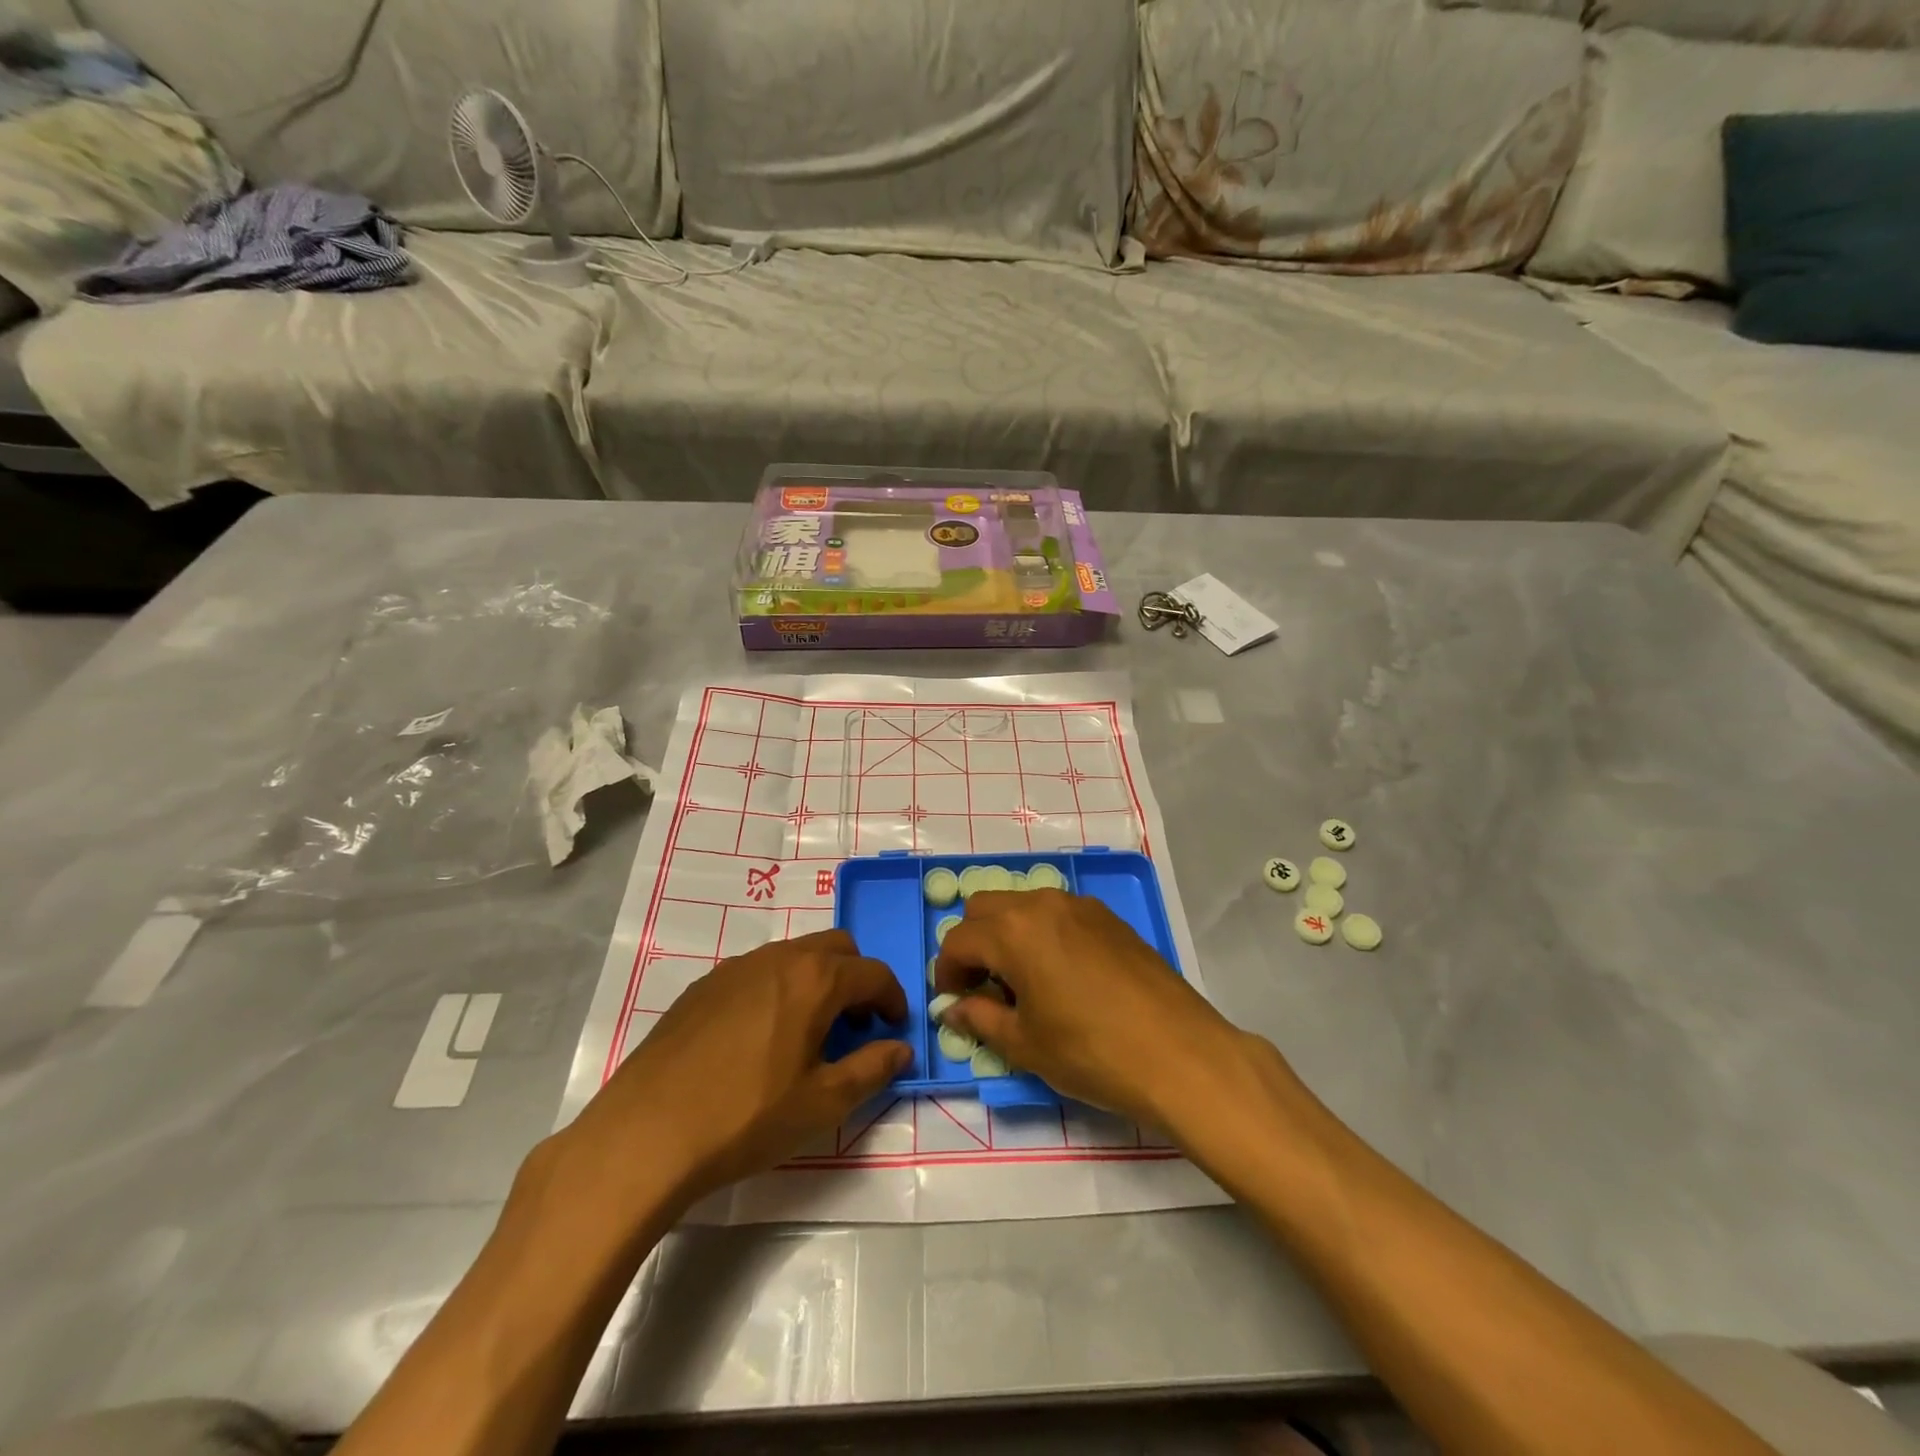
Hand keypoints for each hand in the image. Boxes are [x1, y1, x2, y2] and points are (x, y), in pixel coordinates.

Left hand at [561, 929, 909, 1219]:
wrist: (646, 1133)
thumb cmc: (746, 1117)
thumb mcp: (823, 1103)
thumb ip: (873, 1069)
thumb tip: (902, 1049)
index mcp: (815, 979)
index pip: (873, 972)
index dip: (893, 999)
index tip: (894, 1029)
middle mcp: (779, 957)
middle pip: (837, 947)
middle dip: (857, 979)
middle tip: (855, 1026)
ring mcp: (736, 966)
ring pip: (795, 955)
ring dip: (817, 981)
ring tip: (808, 1034)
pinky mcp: (703, 985)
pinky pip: (758, 971)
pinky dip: (779, 989)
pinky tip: (759, 1039)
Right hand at [934, 890, 1251, 1131]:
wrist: (1180, 1054)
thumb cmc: (1092, 1053)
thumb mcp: (1025, 1045)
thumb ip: (980, 1019)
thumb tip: (953, 1010)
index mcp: (1013, 931)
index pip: (958, 940)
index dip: (946, 973)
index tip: (954, 1003)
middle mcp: (1042, 904)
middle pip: (985, 907)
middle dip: (973, 943)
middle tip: (984, 987)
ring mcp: (1080, 905)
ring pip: (1023, 905)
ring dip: (1008, 934)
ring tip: (1024, 982)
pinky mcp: (1109, 917)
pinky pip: (1058, 913)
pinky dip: (1043, 933)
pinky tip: (1063, 975)